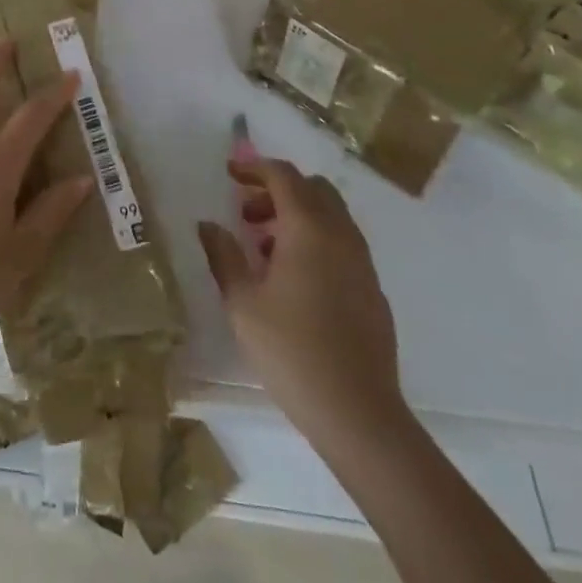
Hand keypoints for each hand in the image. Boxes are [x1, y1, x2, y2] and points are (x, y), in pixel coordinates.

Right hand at [197, 158, 406, 452]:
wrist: (359, 415)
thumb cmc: (292, 351)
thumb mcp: (242, 303)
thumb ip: (223, 255)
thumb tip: (208, 225)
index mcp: (309, 229)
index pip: (283, 175)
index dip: (254, 167)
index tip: (229, 174)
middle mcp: (341, 236)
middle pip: (313, 188)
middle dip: (278, 190)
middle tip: (247, 213)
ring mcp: (363, 264)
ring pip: (331, 216)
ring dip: (298, 216)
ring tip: (265, 250)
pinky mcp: (373, 291)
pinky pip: (343, 245)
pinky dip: (317, 241)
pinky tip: (295, 281)